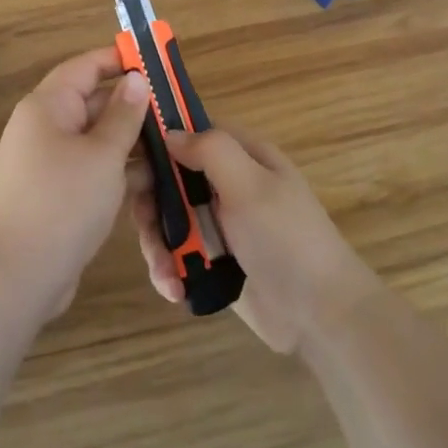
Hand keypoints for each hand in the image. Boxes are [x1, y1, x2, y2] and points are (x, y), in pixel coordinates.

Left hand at [0, 47, 150, 320]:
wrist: (17, 274)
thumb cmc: (63, 201)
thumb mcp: (103, 154)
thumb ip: (123, 115)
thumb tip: (135, 79)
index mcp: (48, 106)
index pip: (85, 66)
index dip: (118, 59)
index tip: (155, 60)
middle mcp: (45, 127)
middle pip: (92, 102)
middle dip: (132, 105)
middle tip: (176, 109)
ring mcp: (49, 162)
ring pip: (95, 139)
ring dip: (130, 141)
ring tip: (174, 145)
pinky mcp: (57, 192)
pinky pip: (91, 168)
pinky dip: (117, 170)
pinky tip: (153, 180)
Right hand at [132, 129, 380, 353]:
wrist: (320, 316)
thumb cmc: (286, 239)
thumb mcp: (250, 185)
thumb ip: (211, 151)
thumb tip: (170, 132)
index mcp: (242, 156)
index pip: (191, 131)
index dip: (158, 139)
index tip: (127, 157)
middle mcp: (227, 184)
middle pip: (170, 178)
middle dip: (151, 202)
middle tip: (144, 224)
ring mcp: (219, 224)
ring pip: (168, 218)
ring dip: (158, 243)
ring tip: (164, 270)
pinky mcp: (213, 260)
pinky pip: (177, 253)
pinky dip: (169, 268)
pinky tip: (174, 289)